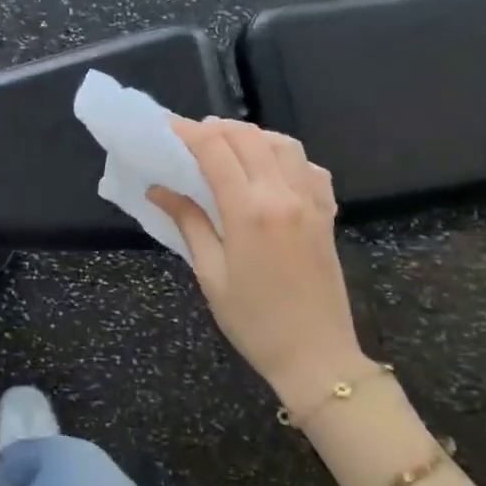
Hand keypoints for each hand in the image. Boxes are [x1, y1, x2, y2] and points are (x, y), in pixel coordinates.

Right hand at [148, 118, 363, 413]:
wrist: (317, 357)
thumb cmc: (254, 321)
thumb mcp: (210, 274)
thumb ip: (189, 223)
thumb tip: (158, 189)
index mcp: (249, 211)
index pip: (215, 150)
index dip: (189, 132)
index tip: (167, 128)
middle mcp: (282, 195)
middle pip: (249, 137)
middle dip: (216, 128)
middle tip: (191, 136)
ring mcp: (311, 202)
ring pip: (283, 144)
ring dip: (252, 135)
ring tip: (227, 145)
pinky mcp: (327, 214)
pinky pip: (309, 167)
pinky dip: (286, 156)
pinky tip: (270, 168)